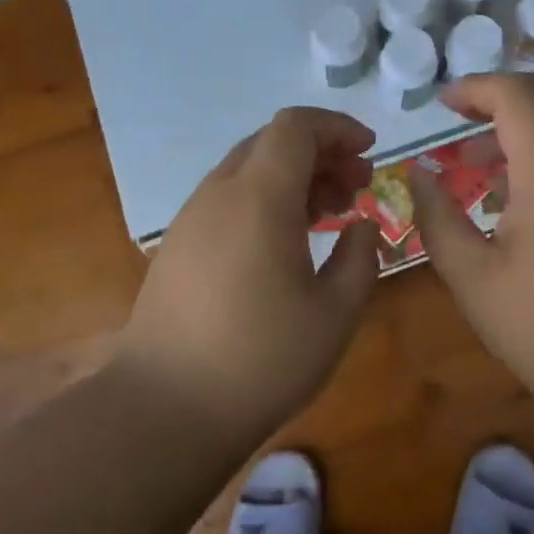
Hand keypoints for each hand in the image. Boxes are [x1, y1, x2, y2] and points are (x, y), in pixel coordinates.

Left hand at [122, 107, 380, 439]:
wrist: (164, 408)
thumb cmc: (261, 359)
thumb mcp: (335, 314)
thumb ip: (360, 258)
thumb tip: (362, 227)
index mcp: (259, 196)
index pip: (296, 126)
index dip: (337, 127)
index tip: (369, 152)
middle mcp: (220, 194)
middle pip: (272, 142)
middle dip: (322, 153)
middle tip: (358, 188)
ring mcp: (192, 219)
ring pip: (249, 170)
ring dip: (294, 178)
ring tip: (331, 215)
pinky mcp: (178, 246)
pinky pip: (229, 199)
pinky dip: (266, 199)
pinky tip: (287, 242)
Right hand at [408, 74, 533, 407]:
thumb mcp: (471, 277)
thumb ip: (437, 217)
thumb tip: (418, 174)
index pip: (518, 96)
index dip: (476, 88)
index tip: (442, 105)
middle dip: (504, 91)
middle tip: (463, 117)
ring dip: (526, 121)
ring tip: (478, 162)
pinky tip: (513, 196)